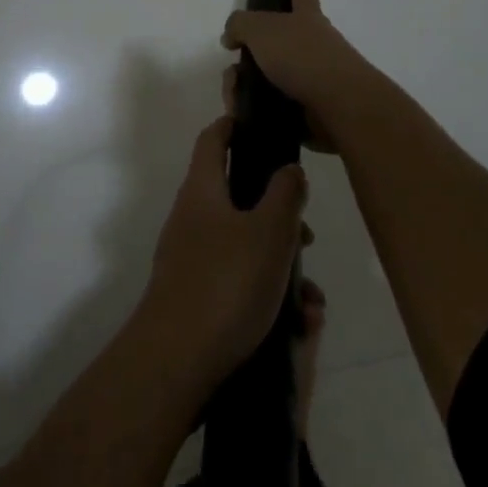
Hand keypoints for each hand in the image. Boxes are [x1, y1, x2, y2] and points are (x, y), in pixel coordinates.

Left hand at [140, 116, 308, 393]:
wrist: (176, 361)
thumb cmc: (226, 283)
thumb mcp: (269, 233)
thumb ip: (285, 194)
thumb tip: (288, 169)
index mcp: (202, 190)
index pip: (213, 139)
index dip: (235, 125)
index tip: (262, 125)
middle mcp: (192, 218)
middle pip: (237, 196)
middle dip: (277, 212)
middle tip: (307, 232)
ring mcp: (191, 258)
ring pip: (245, 244)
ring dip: (280, 262)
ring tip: (311, 298)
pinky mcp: (197, 295)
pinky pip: (240, 281)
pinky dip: (268, 294)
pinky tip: (298, 324)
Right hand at [221, 0, 377, 153]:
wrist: (338, 108)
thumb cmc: (302, 57)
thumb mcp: (261, 29)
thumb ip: (239, 25)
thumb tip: (231, 37)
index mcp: (306, 18)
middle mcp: (312, 45)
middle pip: (273, 42)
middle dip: (249, 55)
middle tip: (233, 71)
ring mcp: (311, 79)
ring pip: (266, 77)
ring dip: (243, 88)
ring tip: (234, 99)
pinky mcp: (306, 110)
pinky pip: (270, 106)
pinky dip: (253, 110)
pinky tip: (242, 114)